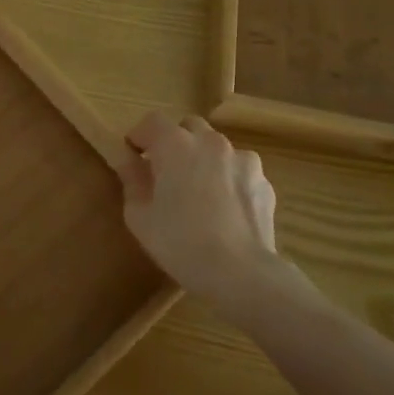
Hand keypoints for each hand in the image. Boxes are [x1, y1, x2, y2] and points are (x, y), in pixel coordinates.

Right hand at [119, 112, 293, 312]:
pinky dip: (228, 180)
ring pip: (216, 148)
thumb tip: (129, 162)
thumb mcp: (139, 217)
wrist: (241, 272)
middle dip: (174, 143)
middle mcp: (211, 142)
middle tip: (166, 173)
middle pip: (188, 127)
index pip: (152, 122)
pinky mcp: (264, 181)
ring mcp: (242, 159)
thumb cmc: (180, 242)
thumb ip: (131, 181)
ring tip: (200, 193)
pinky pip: (238, 171)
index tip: (133, 158)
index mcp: (176, 145)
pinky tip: (225, 210)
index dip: (140, 137)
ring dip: (204, 159)